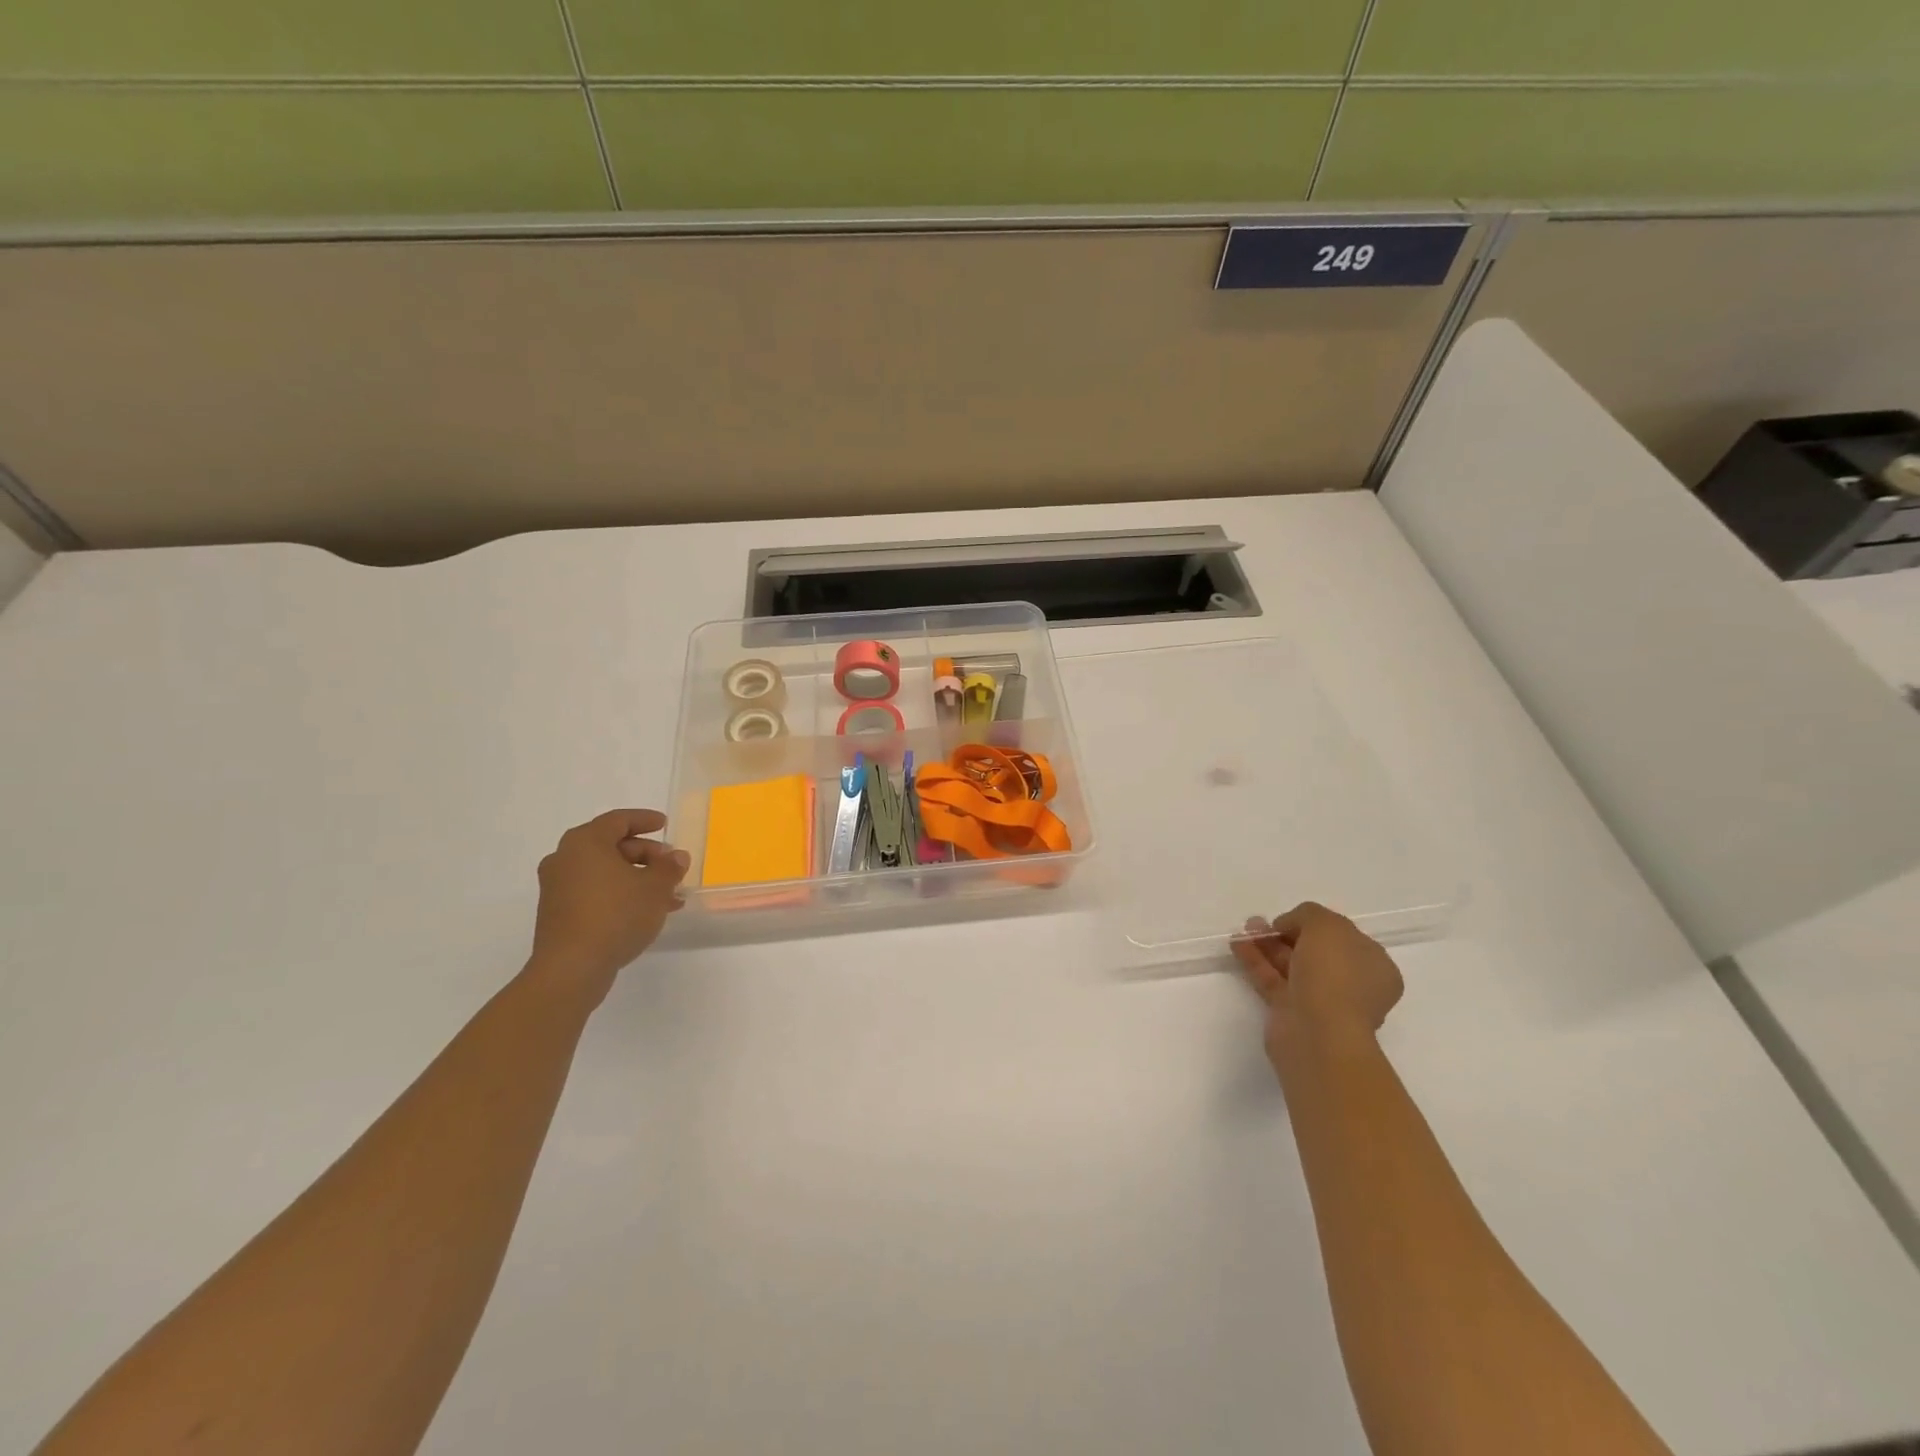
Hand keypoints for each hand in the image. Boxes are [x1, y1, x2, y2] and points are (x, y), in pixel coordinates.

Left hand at [528, 809, 688, 1002]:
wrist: (572, 968)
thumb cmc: (616, 915)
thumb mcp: (655, 887)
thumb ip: (669, 867)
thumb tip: (676, 857)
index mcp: (585, 842)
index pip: (618, 820)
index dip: (645, 820)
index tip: (665, 824)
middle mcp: (565, 859)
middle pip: (611, 846)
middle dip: (646, 854)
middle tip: (671, 866)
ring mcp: (557, 887)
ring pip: (605, 872)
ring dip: (637, 878)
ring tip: (668, 895)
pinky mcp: (557, 913)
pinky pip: (595, 891)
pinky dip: (620, 894)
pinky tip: (645, 912)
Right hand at [1233, 902, 1403, 1061]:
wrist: (1318, 1033)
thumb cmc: (1334, 974)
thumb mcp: (1326, 925)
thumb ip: (1308, 914)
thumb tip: (1289, 926)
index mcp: (1374, 965)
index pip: (1344, 937)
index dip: (1316, 924)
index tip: (1292, 918)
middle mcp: (1352, 984)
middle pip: (1315, 951)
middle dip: (1286, 933)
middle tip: (1262, 923)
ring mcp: (1322, 1000)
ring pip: (1291, 965)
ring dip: (1268, 944)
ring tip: (1245, 928)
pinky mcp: (1292, 1012)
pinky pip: (1273, 979)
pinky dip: (1256, 961)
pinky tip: (1237, 944)